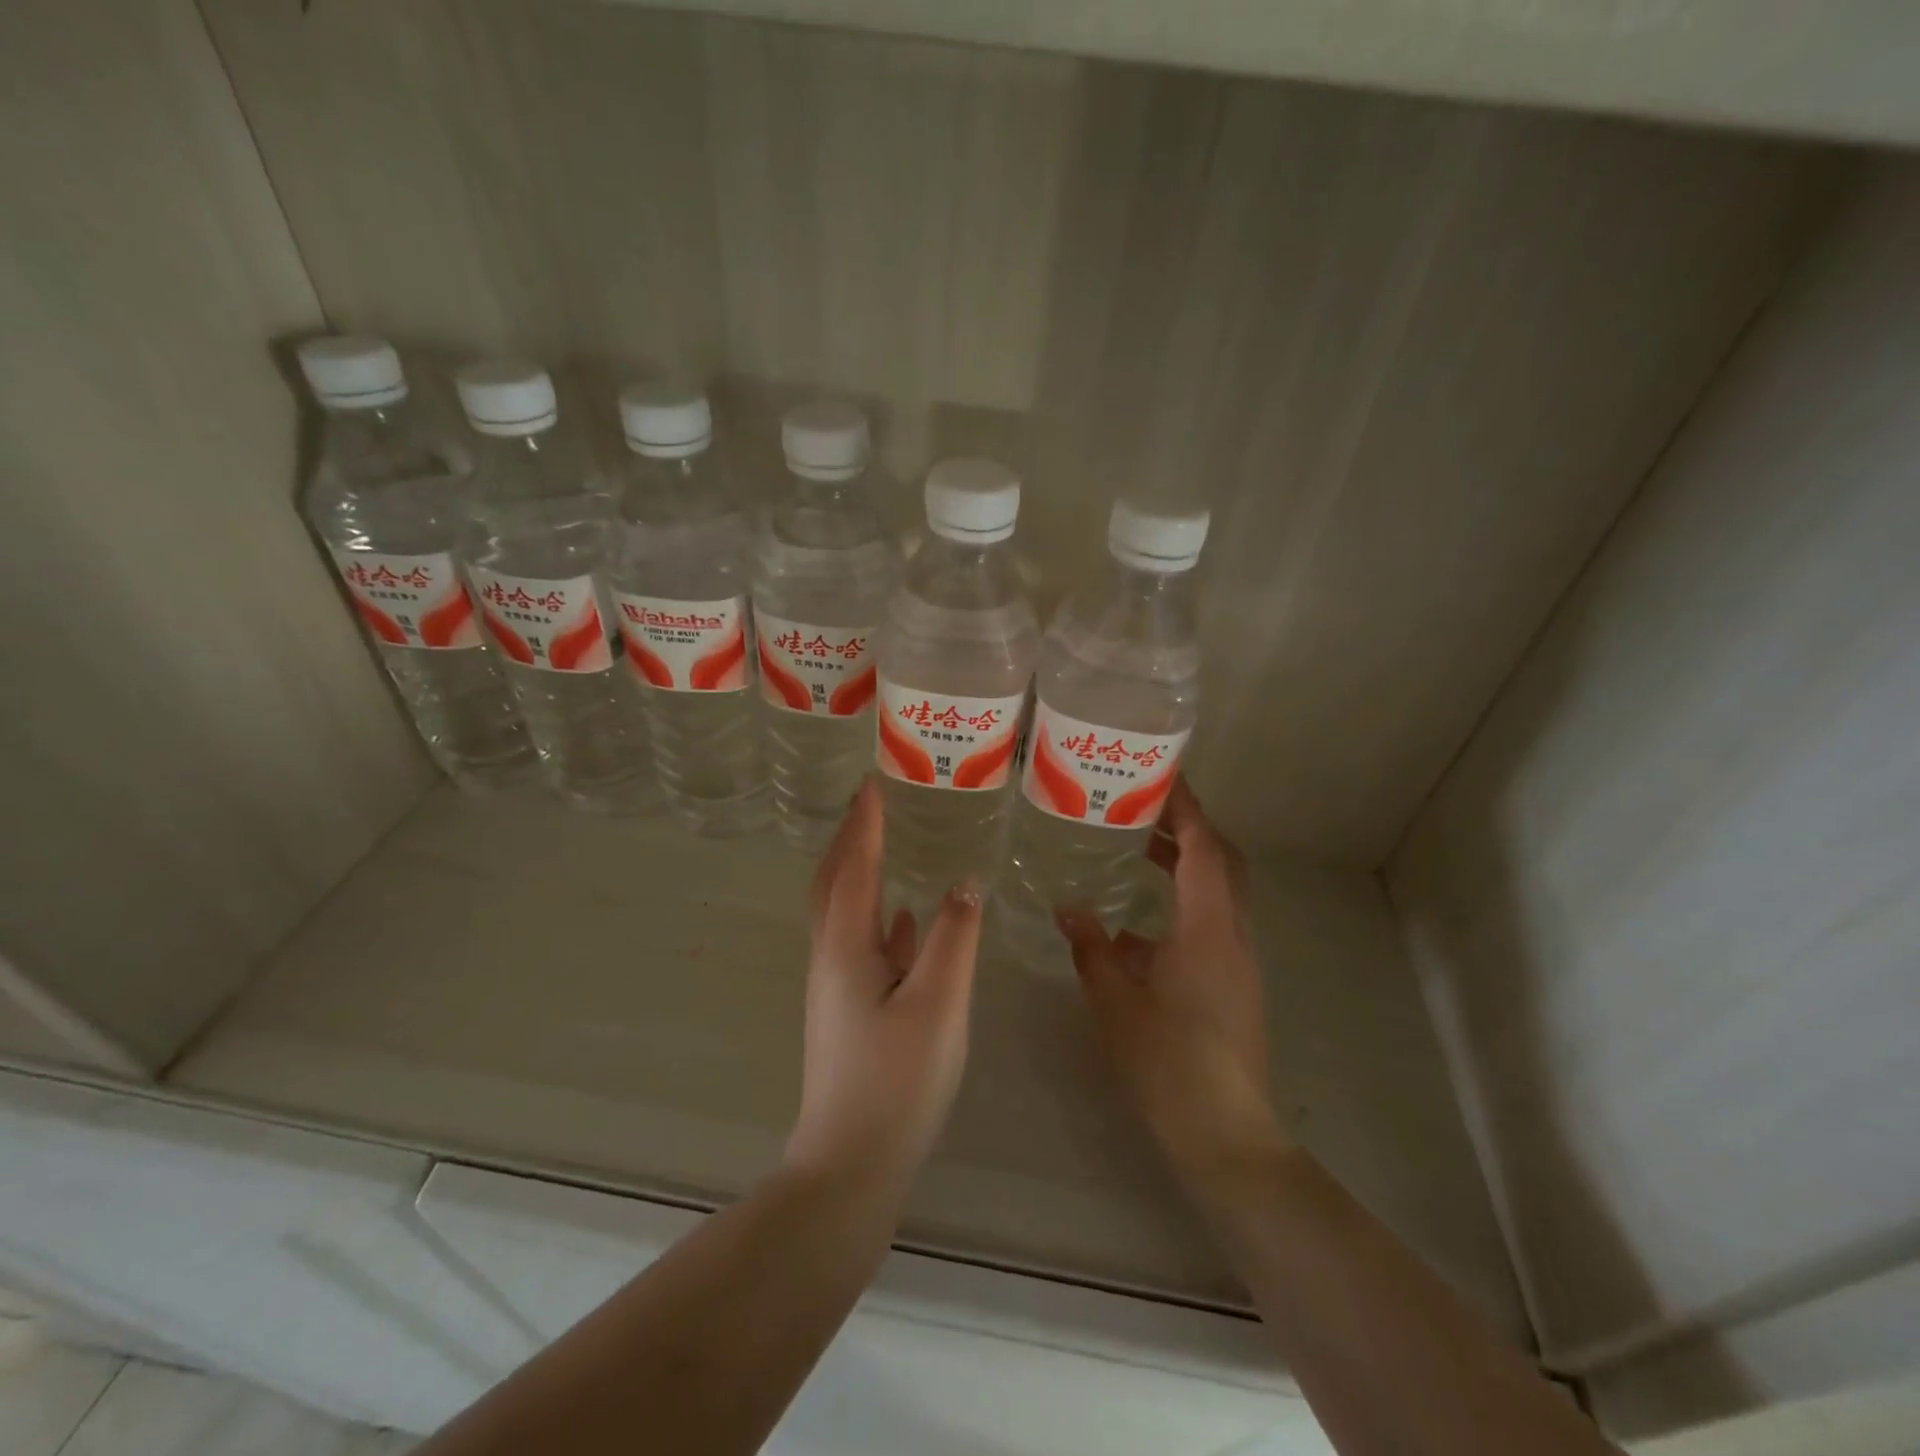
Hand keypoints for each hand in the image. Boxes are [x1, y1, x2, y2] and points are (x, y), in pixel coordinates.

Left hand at [785, 779, 983, 1193]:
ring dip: (858, 872)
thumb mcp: (939, 1002)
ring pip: (844, 911)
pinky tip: (905, 921)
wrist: (851, 1162)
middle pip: (832, 882)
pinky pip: (861, 943)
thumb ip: (954, 937)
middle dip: (849, 839)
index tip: (873, 782)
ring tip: (883, 846)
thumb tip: (964, 881)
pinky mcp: (848, 1011)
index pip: (854, 865)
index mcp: (845, 945)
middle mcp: (831, 956)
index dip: (865, 822)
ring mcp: (836, 986)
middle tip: (871, 805)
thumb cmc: (897, 1079)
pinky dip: (877, 916)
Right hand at [1058, 779, 1287, 1191]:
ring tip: (1138, 850)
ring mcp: (1238, 959)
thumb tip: (1068, 909)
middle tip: (1144, 807)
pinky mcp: (1234, 982)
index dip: (1187, 808)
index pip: (1204, 848)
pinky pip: (1211, 922)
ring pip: (1218, 892)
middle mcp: (1231, 933)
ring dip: (1185, 864)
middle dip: (1187, 828)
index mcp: (1207, 928)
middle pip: (1221, 862)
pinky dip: (1182, 903)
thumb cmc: (1168, 1061)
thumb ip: (1092, 948)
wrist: (1225, 1132)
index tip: (1162, 776)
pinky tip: (1138, 925)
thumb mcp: (1115, 1000)